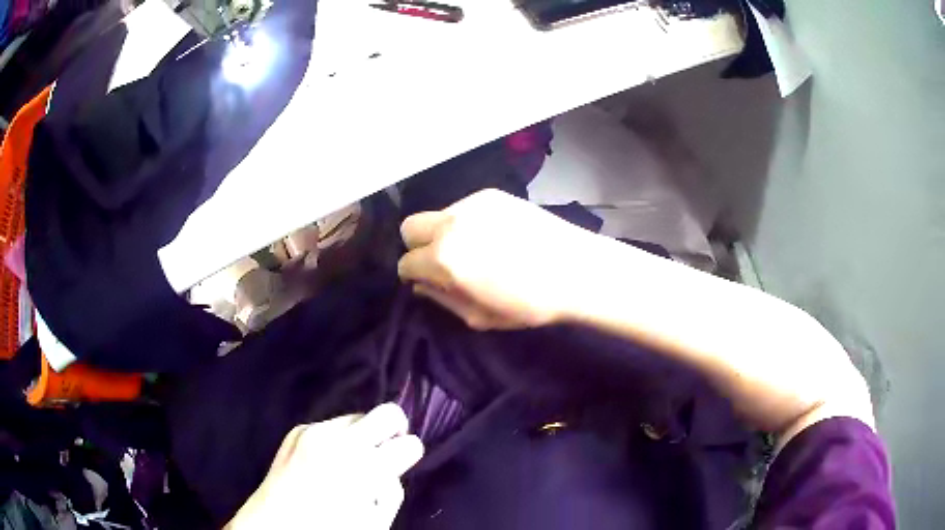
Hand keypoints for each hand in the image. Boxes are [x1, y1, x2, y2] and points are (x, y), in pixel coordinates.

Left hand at [226, 403, 423, 529]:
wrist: (274, 524)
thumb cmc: (329, 529)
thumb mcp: (376, 523)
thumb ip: (393, 493)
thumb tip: (392, 469)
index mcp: (365, 468)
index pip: (409, 444)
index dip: (411, 454)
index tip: (404, 462)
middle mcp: (342, 440)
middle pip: (389, 412)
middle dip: (395, 429)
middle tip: (386, 449)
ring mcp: (316, 430)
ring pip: (358, 416)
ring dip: (362, 435)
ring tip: (349, 459)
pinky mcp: (298, 429)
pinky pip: (330, 424)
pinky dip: (336, 438)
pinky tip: (325, 460)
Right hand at [397, 189, 597, 329]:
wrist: (576, 269)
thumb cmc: (529, 304)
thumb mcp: (480, 317)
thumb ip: (442, 300)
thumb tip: (421, 286)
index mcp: (444, 259)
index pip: (406, 263)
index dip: (413, 275)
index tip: (426, 281)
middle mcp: (450, 224)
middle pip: (409, 227)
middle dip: (417, 246)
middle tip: (441, 262)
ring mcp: (471, 204)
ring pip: (438, 215)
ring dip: (444, 232)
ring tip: (475, 248)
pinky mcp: (492, 194)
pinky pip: (464, 207)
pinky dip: (467, 222)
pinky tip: (495, 235)